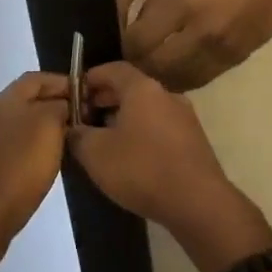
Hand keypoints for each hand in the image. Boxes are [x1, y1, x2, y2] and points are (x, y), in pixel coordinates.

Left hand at [0, 72, 70, 252]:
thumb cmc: (20, 167)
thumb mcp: (50, 127)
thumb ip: (59, 107)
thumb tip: (62, 105)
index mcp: (3, 101)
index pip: (36, 78)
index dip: (61, 82)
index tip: (84, 94)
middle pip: (24, 101)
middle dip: (51, 106)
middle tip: (76, 120)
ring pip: (15, 126)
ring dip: (38, 129)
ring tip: (62, 143)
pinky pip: (7, 149)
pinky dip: (25, 150)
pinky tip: (38, 166)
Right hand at [67, 62, 234, 230]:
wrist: (198, 202)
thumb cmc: (142, 169)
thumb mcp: (96, 154)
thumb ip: (78, 136)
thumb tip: (73, 128)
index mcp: (143, 88)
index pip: (113, 69)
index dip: (90, 78)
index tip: (74, 94)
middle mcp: (166, 94)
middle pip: (131, 88)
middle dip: (105, 99)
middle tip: (84, 118)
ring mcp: (184, 117)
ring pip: (146, 108)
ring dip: (123, 117)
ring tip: (104, 140)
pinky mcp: (193, 140)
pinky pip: (160, 126)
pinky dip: (141, 132)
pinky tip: (131, 157)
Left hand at [123, 0, 271, 89]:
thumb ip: (157, 3)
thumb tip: (137, 30)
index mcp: (183, 1)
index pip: (139, 41)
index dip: (124, 47)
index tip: (120, 44)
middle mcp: (199, 31)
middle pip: (154, 67)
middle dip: (137, 67)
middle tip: (131, 61)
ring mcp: (219, 51)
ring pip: (176, 80)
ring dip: (159, 78)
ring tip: (151, 69)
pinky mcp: (234, 62)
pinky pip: (199, 80)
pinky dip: (182, 79)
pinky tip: (175, 70)